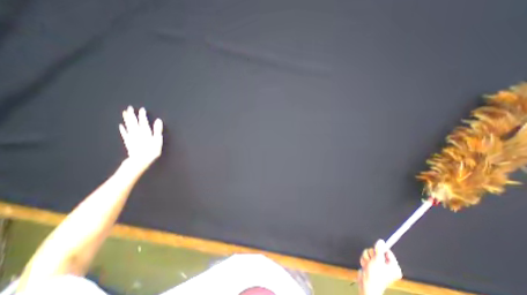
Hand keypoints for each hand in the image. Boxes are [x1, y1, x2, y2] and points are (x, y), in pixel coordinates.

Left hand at [119, 107, 161, 168]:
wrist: (139, 160)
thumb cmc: (152, 151)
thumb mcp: (158, 140)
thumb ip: (157, 129)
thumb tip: (158, 120)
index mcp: (145, 131)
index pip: (143, 121)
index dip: (142, 115)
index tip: (142, 109)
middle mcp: (137, 132)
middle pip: (133, 122)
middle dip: (132, 115)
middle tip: (129, 108)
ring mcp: (131, 137)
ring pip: (128, 126)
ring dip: (126, 119)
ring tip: (124, 113)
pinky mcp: (128, 142)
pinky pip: (124, 133)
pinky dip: (122, 129)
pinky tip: (121, 126)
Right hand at [359, 239, 403, 294]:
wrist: (367, 284)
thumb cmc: (375, 275)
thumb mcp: (378, 260)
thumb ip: (379, 249)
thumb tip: (381, 241)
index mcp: (393, 266)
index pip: (387, 251)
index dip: (380, 249)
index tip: (376, 251)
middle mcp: (387, 265)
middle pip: (377, 251)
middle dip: (372, 254)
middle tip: (372, 261)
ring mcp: (379, 265)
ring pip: (370, 253)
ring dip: (367, 257)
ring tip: (368, 264)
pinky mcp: (372, 265)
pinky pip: (367, 257)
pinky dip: (365, 260)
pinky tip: (366, 266)